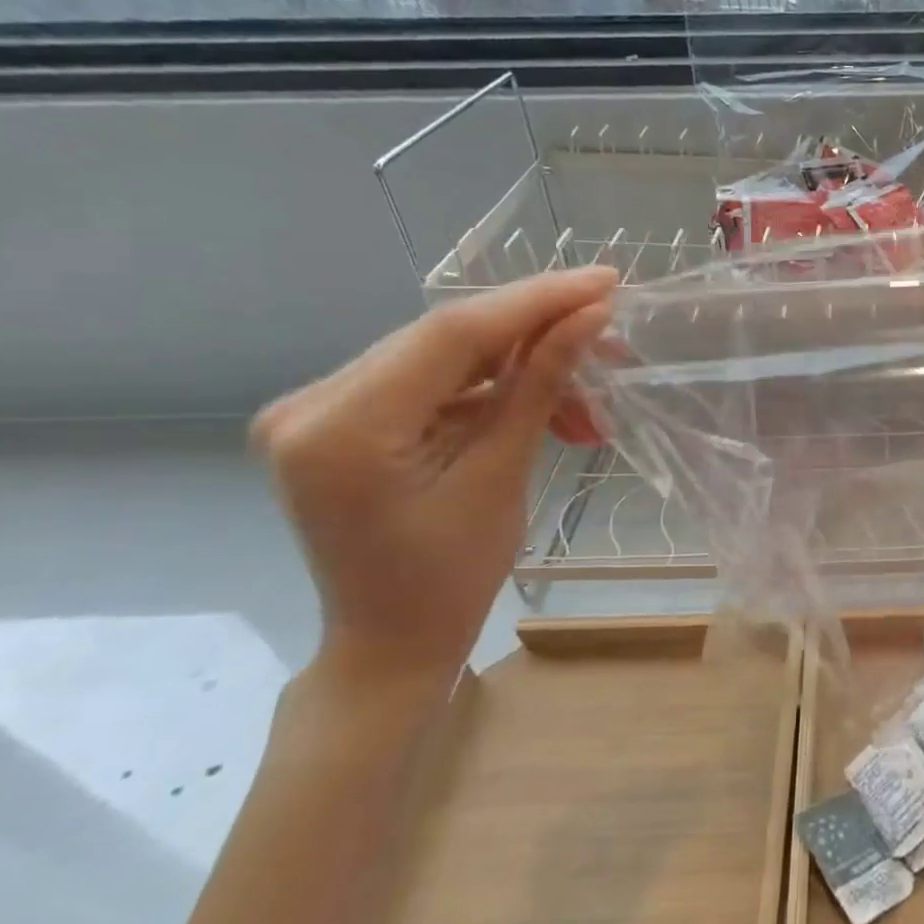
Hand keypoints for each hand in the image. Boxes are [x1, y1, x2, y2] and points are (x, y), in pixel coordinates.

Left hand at [253, 268, 617, 687]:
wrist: (391, 642)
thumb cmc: (450, 580)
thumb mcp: (501, 476)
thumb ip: (540, 385)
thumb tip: (592, 317)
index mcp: (341, 428)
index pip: (452, 333)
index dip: (537, 301)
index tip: (606, 281)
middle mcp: (311, 403)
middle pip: (447, 340)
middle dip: (539, 336)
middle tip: (612, 342)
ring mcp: (319, 409)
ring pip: (445, 358)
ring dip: (524, 370)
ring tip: (587, 410)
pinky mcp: (340, 419)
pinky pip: (432, 383)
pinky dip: (494, 392)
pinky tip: (546, 414)